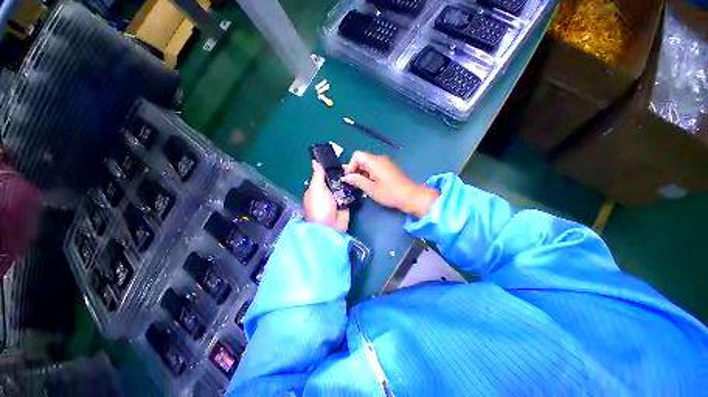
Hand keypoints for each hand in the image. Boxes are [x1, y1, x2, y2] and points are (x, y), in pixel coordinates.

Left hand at [304, 160, 349, 231]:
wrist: (330, 227)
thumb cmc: (319, 207)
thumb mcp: (316, 189)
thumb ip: (318, 175)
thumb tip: (315, 161)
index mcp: (316, 188)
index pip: (323, 174)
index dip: (330, 166)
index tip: (339, 158)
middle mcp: (327, 191)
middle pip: (335, 178)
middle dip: (342, 172)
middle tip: (351, 165)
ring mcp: (337, 197)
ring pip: (343, 185)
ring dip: (348, 179)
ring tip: (356, 170)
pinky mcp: (346, 203)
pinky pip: (350, 193)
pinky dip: (353, 188)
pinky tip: (358, 180)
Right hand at [342, 151, 438, 217]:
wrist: (410, 196)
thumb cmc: (390, 193)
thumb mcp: (371, 189)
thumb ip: (357, 181)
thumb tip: (345, 177)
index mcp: (374, 162)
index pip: (357, 155)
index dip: (351, 166)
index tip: (351, 178)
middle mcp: (379, 159)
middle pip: (362, 160)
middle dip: (355, 171)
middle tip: (354, 185)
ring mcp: (385, 163)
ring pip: (367, 165)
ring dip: (362, 174)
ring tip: (363, 187)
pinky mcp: (388, 168)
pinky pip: (374, 168)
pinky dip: (369, 175)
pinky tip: (371, 186)